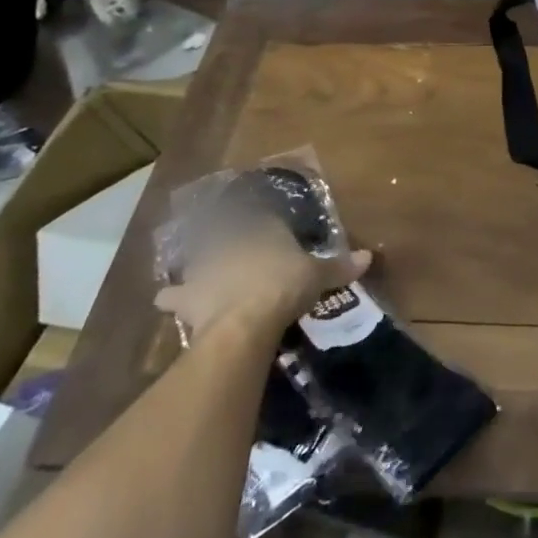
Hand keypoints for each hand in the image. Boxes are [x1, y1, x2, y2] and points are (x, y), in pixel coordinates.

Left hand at [155, 215, 371, 340]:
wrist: (243, 320)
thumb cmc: (284, 285)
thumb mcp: (319, 275)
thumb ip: (340, 265)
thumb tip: (369, 256)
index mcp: (263, 227)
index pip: (264, 217)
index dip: (267, 224)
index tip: (270, 230)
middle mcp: (230, 239)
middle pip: (228, 233)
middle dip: (230, 240)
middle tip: (236, 250)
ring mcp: (204, 265)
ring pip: (198, 258)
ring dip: (199, 264)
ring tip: (202, 271)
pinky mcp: (186, 295)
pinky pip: (173, 295)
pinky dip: (173, 298)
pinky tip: (169, 302)